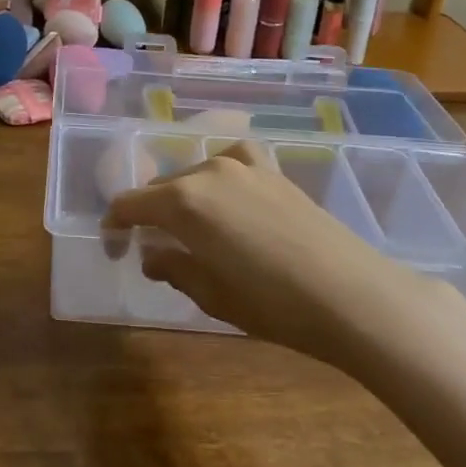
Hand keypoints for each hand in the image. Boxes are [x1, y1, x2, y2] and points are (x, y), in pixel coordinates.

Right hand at [102, 140, 465, 366]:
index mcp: (183, 202)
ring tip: (191, 226)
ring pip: (196, 173)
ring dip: (184, 196)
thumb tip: (152, 255)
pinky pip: (232, 162)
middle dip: (149, 213)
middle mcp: (208, 172)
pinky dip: (219, 175)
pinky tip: (230, 197)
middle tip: (152, 245)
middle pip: (162, 186)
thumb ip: (174, 268)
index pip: (131, 203)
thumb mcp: (213, 295)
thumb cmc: (273, 304)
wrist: (352, 294)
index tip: (113, 245)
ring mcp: (244, 166)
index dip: (115, 224)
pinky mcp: (274, 171)